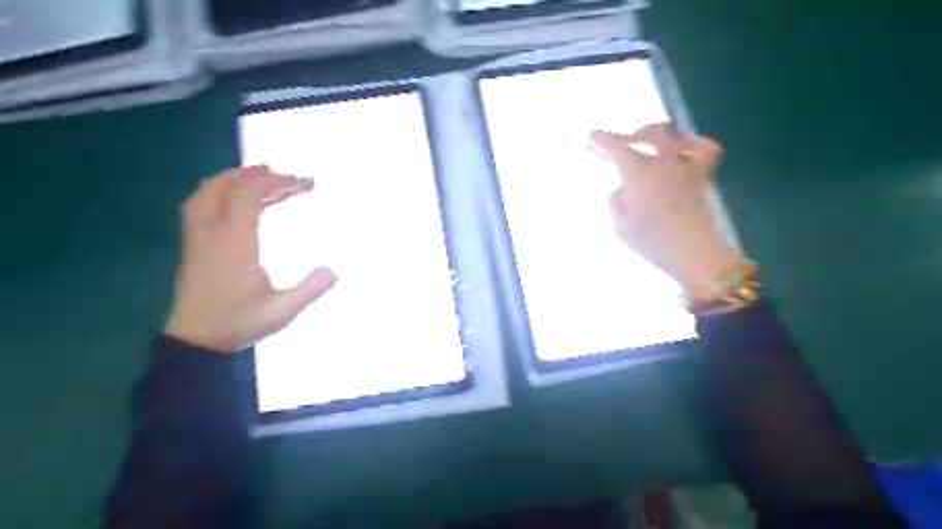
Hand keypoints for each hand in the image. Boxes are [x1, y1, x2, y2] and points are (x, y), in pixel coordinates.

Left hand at [163, 167, 337, 353]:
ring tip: (261, 173)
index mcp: (233, 244)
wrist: (196, 339)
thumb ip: (310, 290)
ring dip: (235, 177)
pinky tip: (233, 194)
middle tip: (289, 176)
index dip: (277, 184)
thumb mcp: (282, 311)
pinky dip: (218, 189)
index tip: (304, 183)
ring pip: (208, 192)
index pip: (249, 198)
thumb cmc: (239, 323)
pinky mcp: (193, 242)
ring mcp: (197, 236)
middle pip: (229, 188)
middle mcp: (211, 233)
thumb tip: (333, 271)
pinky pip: (199, 203)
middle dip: (261, 176)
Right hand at [591, 122, 747, 291]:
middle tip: (614, 144)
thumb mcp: (621, 226)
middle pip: (647, 136)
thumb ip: (617, 202)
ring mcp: (685, 168)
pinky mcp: (700, 178)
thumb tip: (625, 188)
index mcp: (639, 174)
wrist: (694, 253)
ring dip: (654, 135)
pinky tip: (682, 147)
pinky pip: (703, 150)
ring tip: (644, 140)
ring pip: (673, 137)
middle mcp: (663, 163)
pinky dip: (692, 143)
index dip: (603, 140)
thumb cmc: (652, 242)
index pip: (618, 148)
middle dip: (627, 136)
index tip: (592, 136)